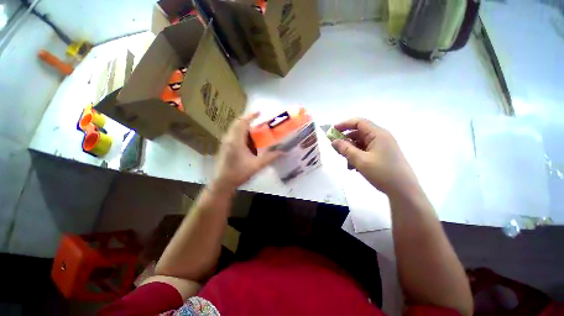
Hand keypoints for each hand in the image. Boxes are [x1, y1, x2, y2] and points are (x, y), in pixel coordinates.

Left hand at [212, 112, 279, 190]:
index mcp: (236, 141)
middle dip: (247, 120)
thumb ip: (270, 158)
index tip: (259, 112)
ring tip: (254, 129)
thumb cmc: (238, 173)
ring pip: (234, 129)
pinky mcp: (224, 147)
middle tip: (258, 120)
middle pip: (237, 124)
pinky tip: (247, 141)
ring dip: (243, 126)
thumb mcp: (256, 166)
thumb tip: (283, 152)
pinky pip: (233, 135)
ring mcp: (225, 143)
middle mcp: (229, 139)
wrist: (222, 183)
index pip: (242, 123)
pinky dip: (240, 133)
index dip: (251, 116)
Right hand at [331, 118, 418, 194]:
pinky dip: (358, 156)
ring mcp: (383, 146)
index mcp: (378, 134)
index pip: (358, 122)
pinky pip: (366, 151)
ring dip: (351, 150)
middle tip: (336, 149)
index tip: (332, 131)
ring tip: (347, 162)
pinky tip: (354, 167)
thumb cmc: (382, 173)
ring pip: (361, 143)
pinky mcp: (383, 154)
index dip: (344, 124)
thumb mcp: (360, 160)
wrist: (404, 191)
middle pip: (359, 133)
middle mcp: (381, 137)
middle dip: (346, 140)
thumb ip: (345, 149)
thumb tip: (333, 141)